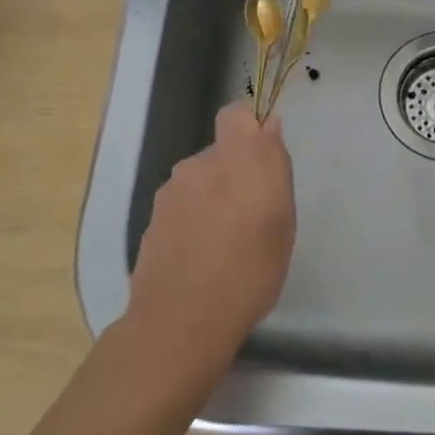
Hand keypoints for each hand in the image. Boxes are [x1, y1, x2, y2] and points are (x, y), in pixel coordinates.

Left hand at [125, 102, 295, 381]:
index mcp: (237, 157)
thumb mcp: (282, 219)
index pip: (236, 115)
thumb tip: (268, 128)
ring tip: (226, 244)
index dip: (249, 128)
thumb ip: (274, 166)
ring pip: (199, 182)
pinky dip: (192, 223)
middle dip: (234, 173)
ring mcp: (170, 193)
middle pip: (219, 153)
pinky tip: (201, 258)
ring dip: (212, 199)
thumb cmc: (250, 269)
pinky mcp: (152, 221)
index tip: (264, 158)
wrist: (182, 319)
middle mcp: (199, 165)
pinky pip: (182, 209)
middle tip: (252, 216)